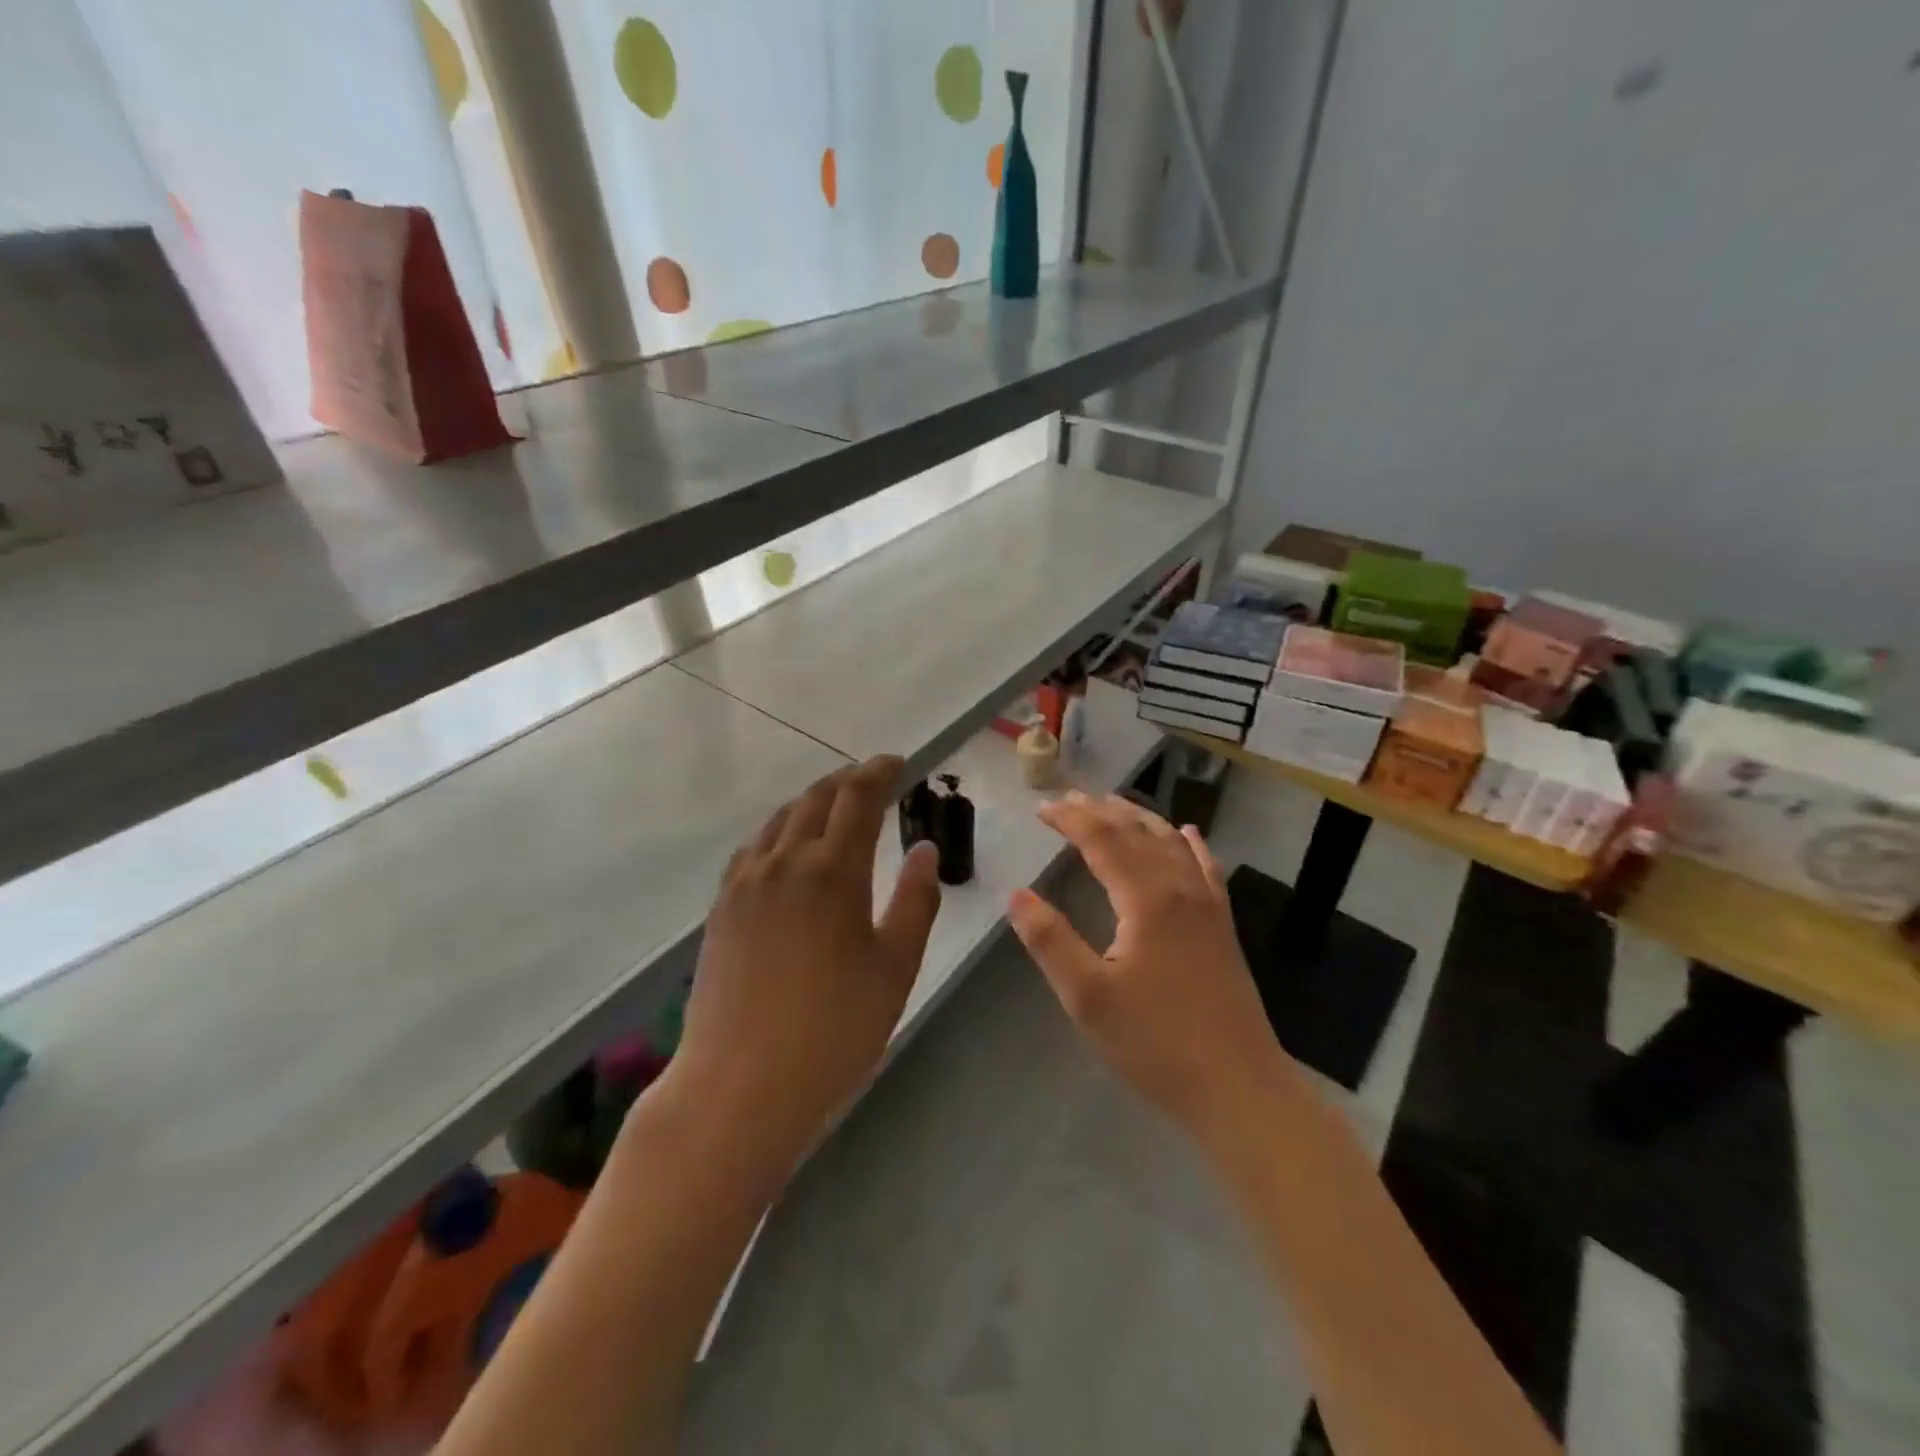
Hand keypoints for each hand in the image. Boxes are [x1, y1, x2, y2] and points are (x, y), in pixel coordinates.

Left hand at [667, 756, 941, 1183]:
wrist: (740, 1084)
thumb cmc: (834, 1030)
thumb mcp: (895, 967)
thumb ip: (915, 901)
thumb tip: (923, 849)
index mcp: (833, 871)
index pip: (858, 797)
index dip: (879, 772)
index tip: (898, 763)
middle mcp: (784, 862)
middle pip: (816, 798)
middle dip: (848, 780)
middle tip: (873, 781)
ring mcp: (745, 882)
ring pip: (780, 818)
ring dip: (813, 802)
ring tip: (835, 807)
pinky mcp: (722, 907)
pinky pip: (754, 847)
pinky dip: (780, 831)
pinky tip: (787, 849)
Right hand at [1007, 792, 1282, 1133]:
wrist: (1238, 1086)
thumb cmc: (1155, 1042)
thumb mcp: (1088, 997)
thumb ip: (1050, 942)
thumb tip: (1016, 895)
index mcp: (1146, 899)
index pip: (1102, 841)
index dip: (1071, 820)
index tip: (1042, 808)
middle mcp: (1180, 889)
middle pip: (1137, 833)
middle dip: (1101, 811)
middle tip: (1069, 798)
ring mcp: (1208, 906)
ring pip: (1172, 843)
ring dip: (1140, 818)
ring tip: (1115, 803)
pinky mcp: (1223, 926)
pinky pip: (1207, 868)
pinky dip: (1191, 844)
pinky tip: (1187, 834)